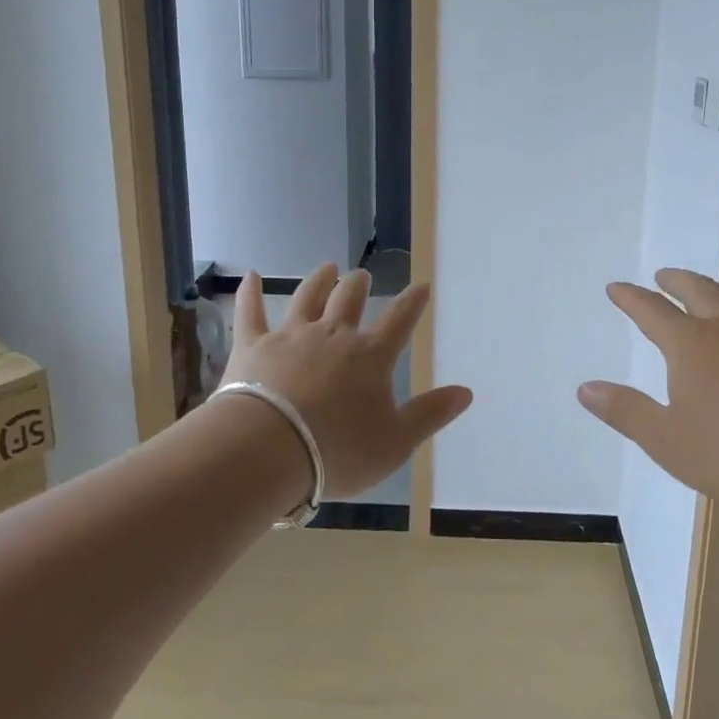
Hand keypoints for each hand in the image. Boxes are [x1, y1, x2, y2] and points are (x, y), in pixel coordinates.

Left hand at [221, 264, 472, 498]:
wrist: (269, 450)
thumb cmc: (339, 450)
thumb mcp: (396, 441)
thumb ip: (431, 414)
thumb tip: (467, 391)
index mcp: (370, 356)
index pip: (399, 321)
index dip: (412, 303)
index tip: (420, 286)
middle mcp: (333, 335)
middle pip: (349, 300)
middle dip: (359, 285)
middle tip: (362, 275)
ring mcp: (291, 336)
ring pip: (308, 297)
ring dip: (319, 281)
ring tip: (327, 267)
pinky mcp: (253, 345)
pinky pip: (251, 312)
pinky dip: (251, 293)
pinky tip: (251, 276)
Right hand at [578, 268, 718, 515]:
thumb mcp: (667, 440)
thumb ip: (625, 411)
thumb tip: (586, 388)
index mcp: (691, 345)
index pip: (651, 311)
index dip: (630, 298)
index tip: (616, 288)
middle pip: (697, 290)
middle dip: (674, 281)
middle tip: (662, 276)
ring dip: (714, 290)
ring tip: (708, 292)